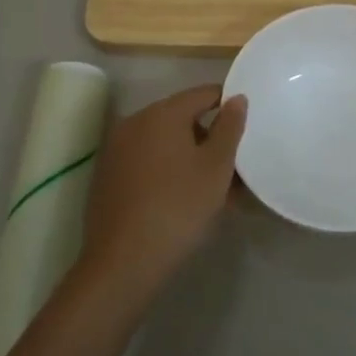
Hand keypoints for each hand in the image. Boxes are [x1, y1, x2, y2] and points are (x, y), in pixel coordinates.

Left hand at [78, 84, 246, 303]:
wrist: (123, 262)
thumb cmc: (178, 207)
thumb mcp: (216, 167)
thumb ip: (229, 127)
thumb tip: (236, 98)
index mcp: (162, 113)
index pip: (203, 93)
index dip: (228, 105)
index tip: (247, 127)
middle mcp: (135, 121)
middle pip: (182, 117)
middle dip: (209, 137)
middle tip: (234, 166)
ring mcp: (117, 149)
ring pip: (164, 142)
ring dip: (190, 156)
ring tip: (214, 188)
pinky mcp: (108, 175)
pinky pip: (147, 161)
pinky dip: (167, 170)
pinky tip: (183, 198)